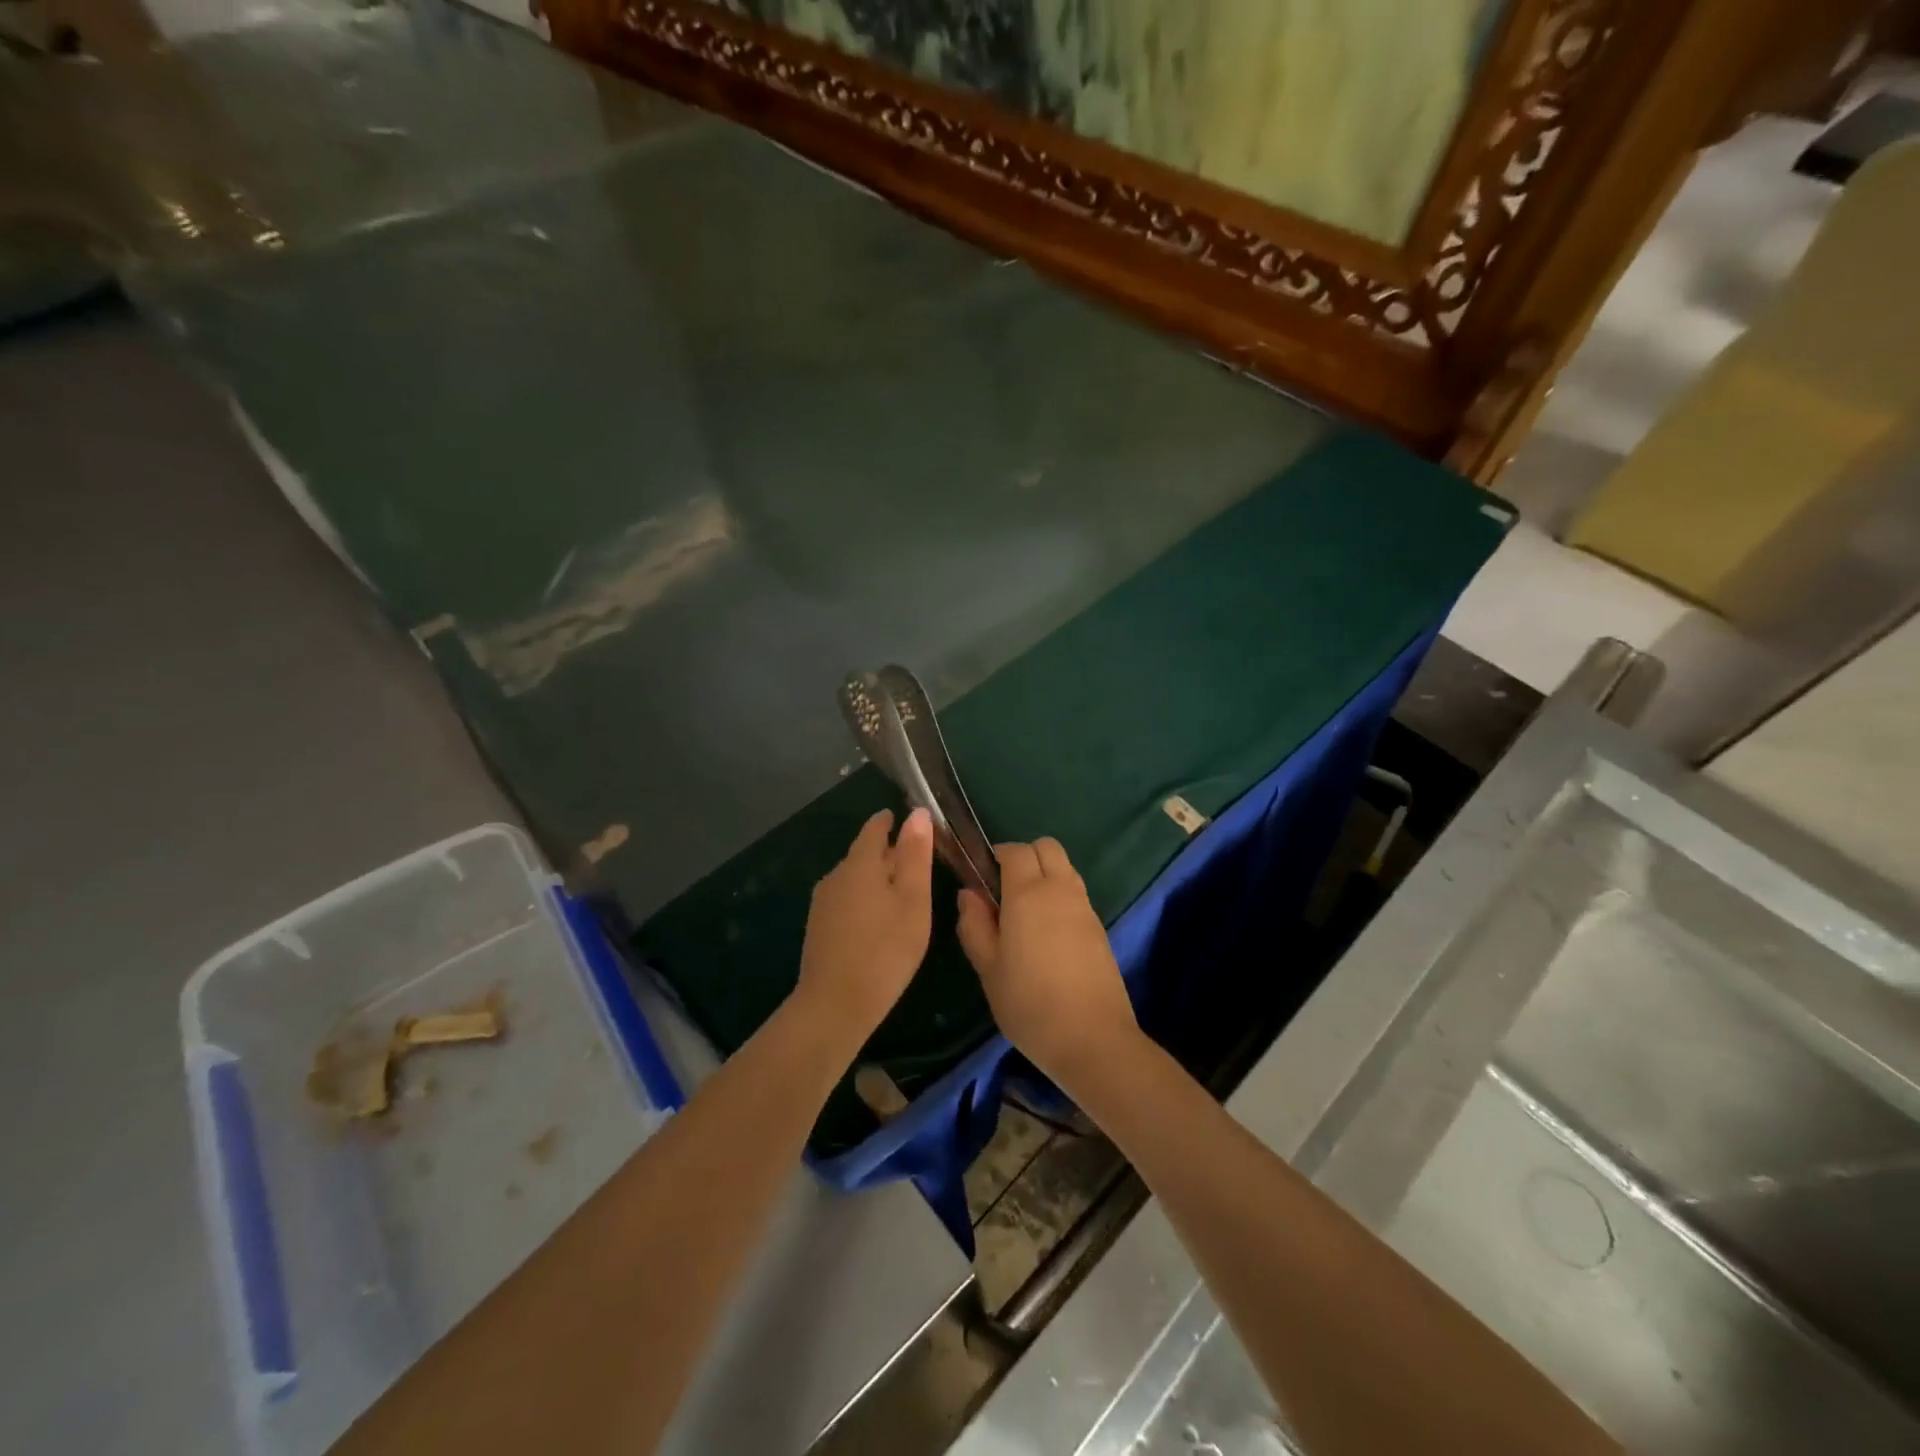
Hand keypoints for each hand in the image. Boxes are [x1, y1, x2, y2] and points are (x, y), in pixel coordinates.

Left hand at [794, 807, 934, 1041]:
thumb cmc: (885, 950)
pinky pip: (847, 899)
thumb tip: (917, 812)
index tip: (911, 821)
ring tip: (904, 892)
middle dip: (889, 852)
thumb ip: (916, 855)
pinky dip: (865, 899)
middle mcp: (836, 876)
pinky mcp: (819, 927)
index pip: (875, 828)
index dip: (892, 821)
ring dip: (877, 878)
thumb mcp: (913, 901)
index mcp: (859, 864)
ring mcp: (823, 903)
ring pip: (855, 878)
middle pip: (864, 853)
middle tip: (918, 861)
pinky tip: (879, 920)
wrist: (834, 1006)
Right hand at [956, 838, 1138, 1091]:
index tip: (982, 878)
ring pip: (1065, 867)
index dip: (996, 855)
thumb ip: (974, 925)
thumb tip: (969, 894)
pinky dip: (1060, 896)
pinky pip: (1076, 892)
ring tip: (1025, 913)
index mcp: (1028, 893)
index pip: (1015, 850)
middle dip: (1025, 856)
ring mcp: (1084, 907)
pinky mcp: (1099, 927)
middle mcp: (1060, 889)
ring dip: (1045, 874)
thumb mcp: (988, 968)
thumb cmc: (1029, 1003)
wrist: (1092, 1039)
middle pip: (1047, 847)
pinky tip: (1047, 933)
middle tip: (1004, 890)